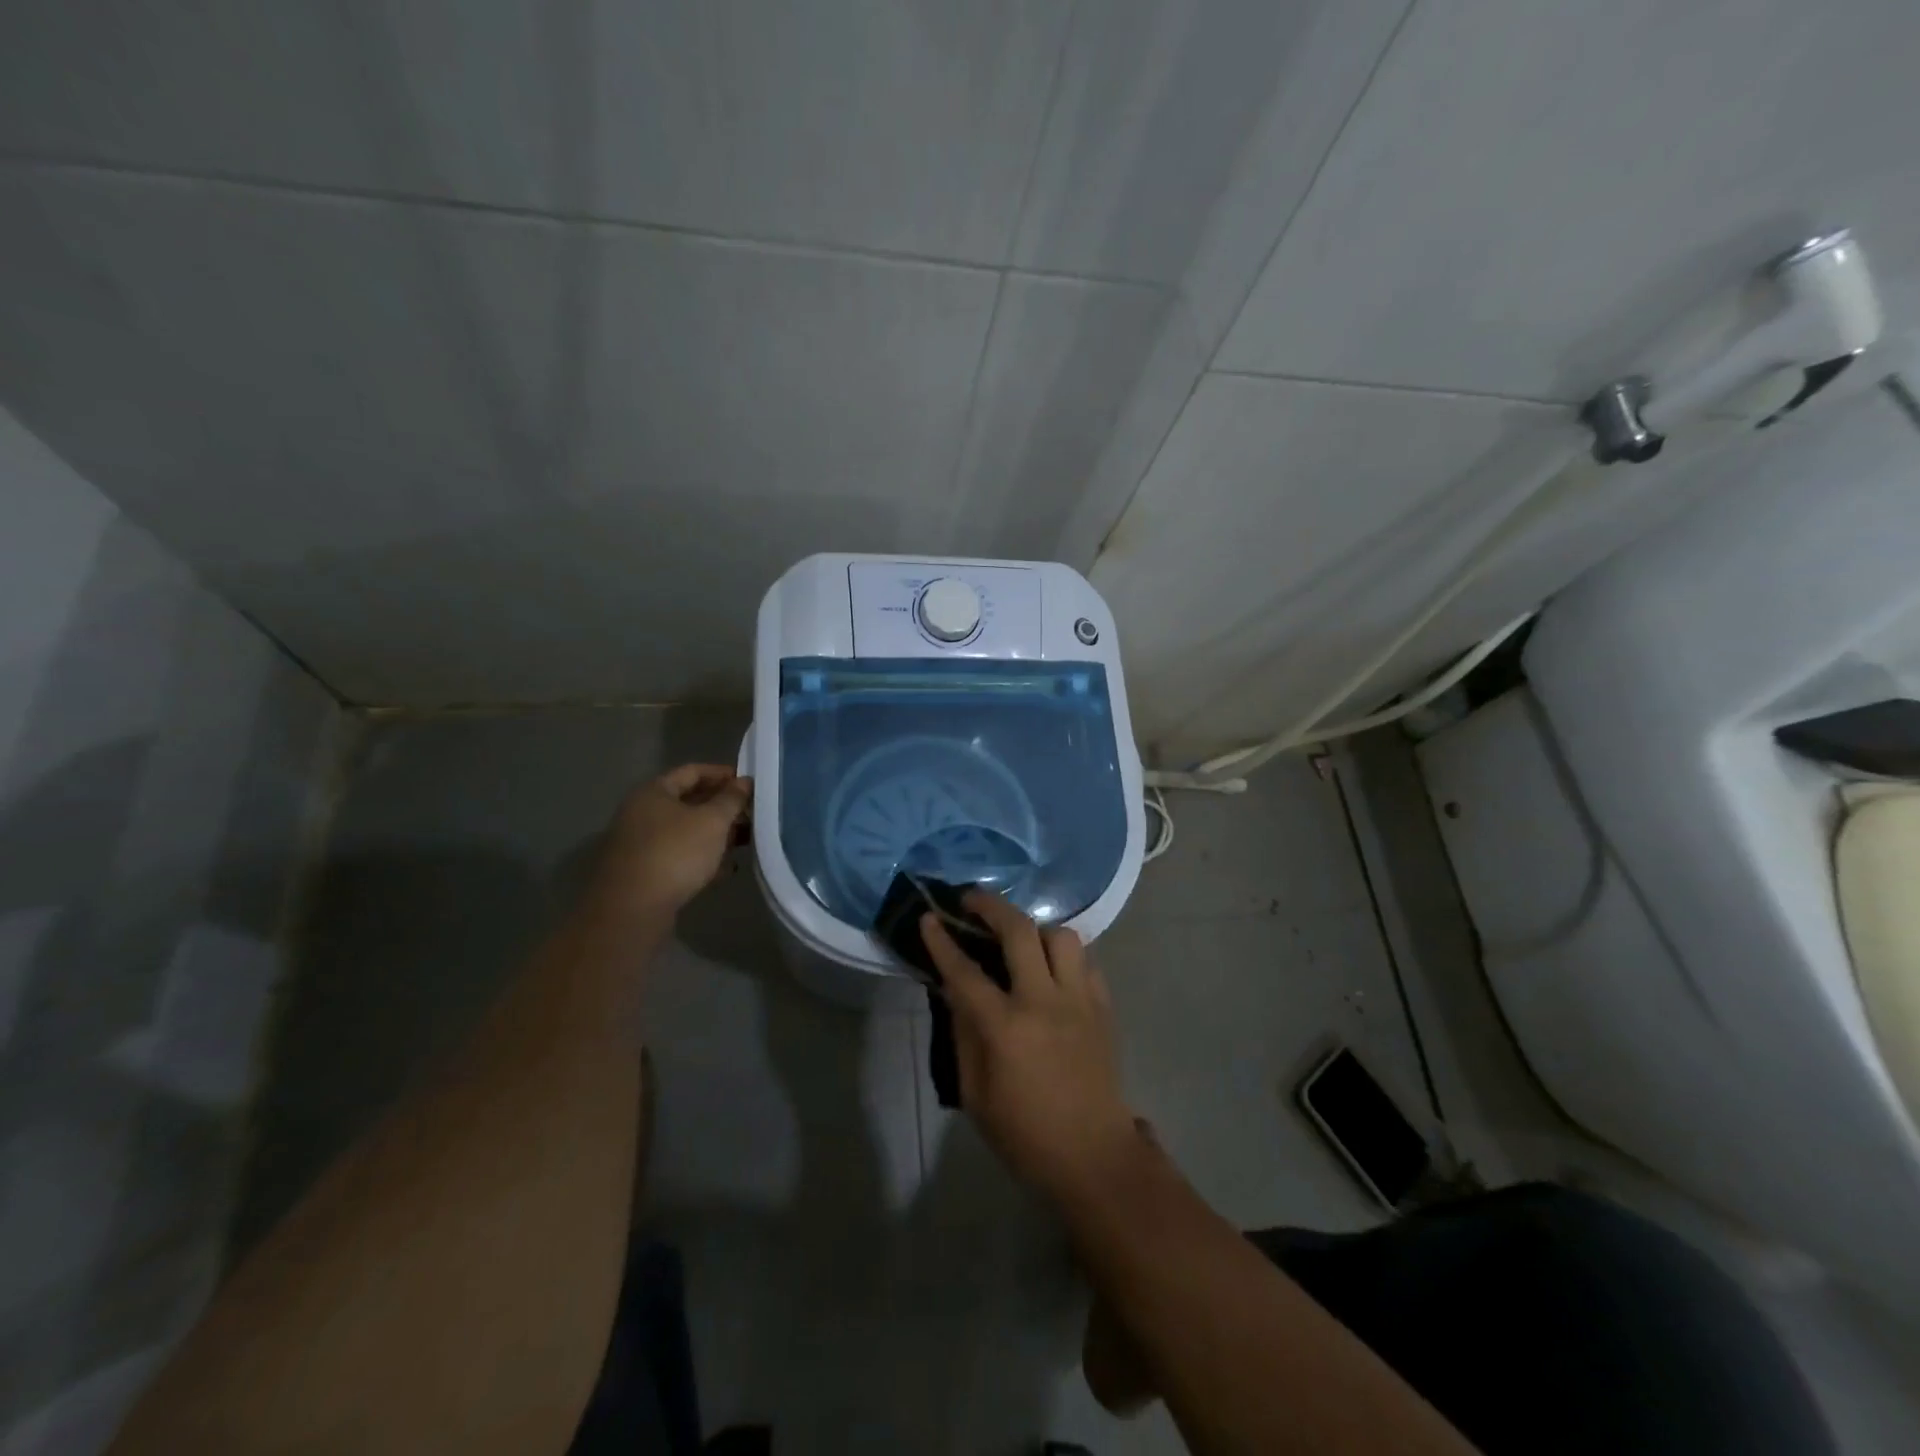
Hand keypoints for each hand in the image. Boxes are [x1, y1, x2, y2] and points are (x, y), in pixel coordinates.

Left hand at [586, 765, 751, 922]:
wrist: (632, 910)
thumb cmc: (675, 853)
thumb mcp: (712, 821)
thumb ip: (731, 799)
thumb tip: (745, 781)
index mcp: (654, 792)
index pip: (693, 771)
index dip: (723, 774)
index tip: (750, 783)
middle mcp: (643, 813)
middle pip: (689, 801)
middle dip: (723, 807)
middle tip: (752, 813)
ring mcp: (642, 844)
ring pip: (687, 831)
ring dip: (716, 834)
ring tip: (746, 841)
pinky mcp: (646, 872)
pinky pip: (680, 856)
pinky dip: (703, 858)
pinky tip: (726, 869)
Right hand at [922, 891, 1140, 1202]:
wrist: (1094, 1155)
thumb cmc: (1025, 1133)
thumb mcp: (976, 1094)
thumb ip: (964, 1035)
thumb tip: (955, 993)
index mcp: (1006, 1028)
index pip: (965, 971)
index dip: (942, 942)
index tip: (929, 917)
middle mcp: (1044, 1002)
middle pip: (1019, 931)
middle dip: (991, 906)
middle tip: (972, 900)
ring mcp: (1079, 1000)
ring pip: (1062, 936)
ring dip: (1036, 929)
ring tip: (1020, 939)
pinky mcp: (1103, 1007)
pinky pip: (1085, 961)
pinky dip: (1064, 956)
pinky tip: (1051, 968)